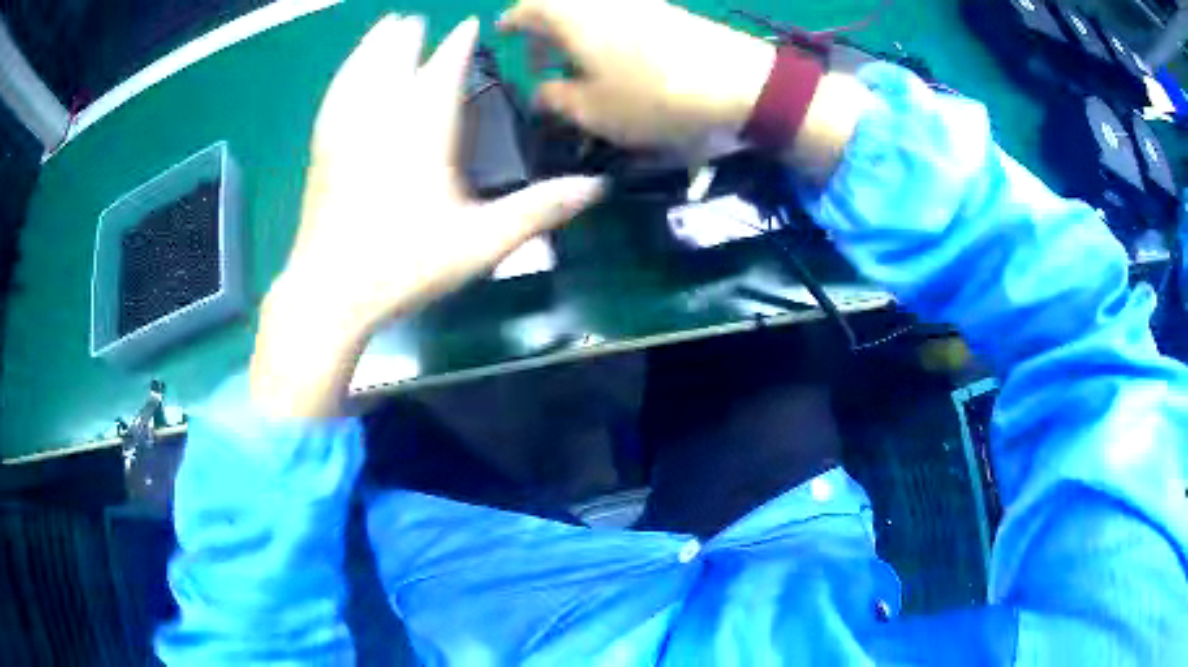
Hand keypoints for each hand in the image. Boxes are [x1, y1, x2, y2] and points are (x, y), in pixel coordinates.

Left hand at [251, 15, 604, 418]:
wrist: (329, 293)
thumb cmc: (406, 265)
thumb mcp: (481, 242)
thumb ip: (540, 210)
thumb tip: (597, 188)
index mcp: (424, 129)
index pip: (445, 68)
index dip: (459, 43)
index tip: (468, 26)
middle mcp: (382, 116)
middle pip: (396, 58)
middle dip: (408, 36)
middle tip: (415, 20)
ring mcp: (346, 131)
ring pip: (360, 70)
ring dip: (374, 45)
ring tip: (384, 27)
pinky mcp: (322, 150)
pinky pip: (335, 96)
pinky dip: (345, 74)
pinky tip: (346, 74)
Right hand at [500, 0, 873, 178]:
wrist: (742, 84)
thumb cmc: (654, 98)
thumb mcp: (592, 110)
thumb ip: (556, 99)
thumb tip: (542, 91)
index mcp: (571, 14)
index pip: (526, 9)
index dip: (511, 23)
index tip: (503, 36)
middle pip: (561, 6)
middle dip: (544, 30)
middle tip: (540, 59)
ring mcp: (641, 1)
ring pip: (593, 11)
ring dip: (577, 33)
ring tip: (577, 66)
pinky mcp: (671, 12)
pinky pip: (622, 16)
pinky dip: (607, 33)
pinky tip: (617, 61)